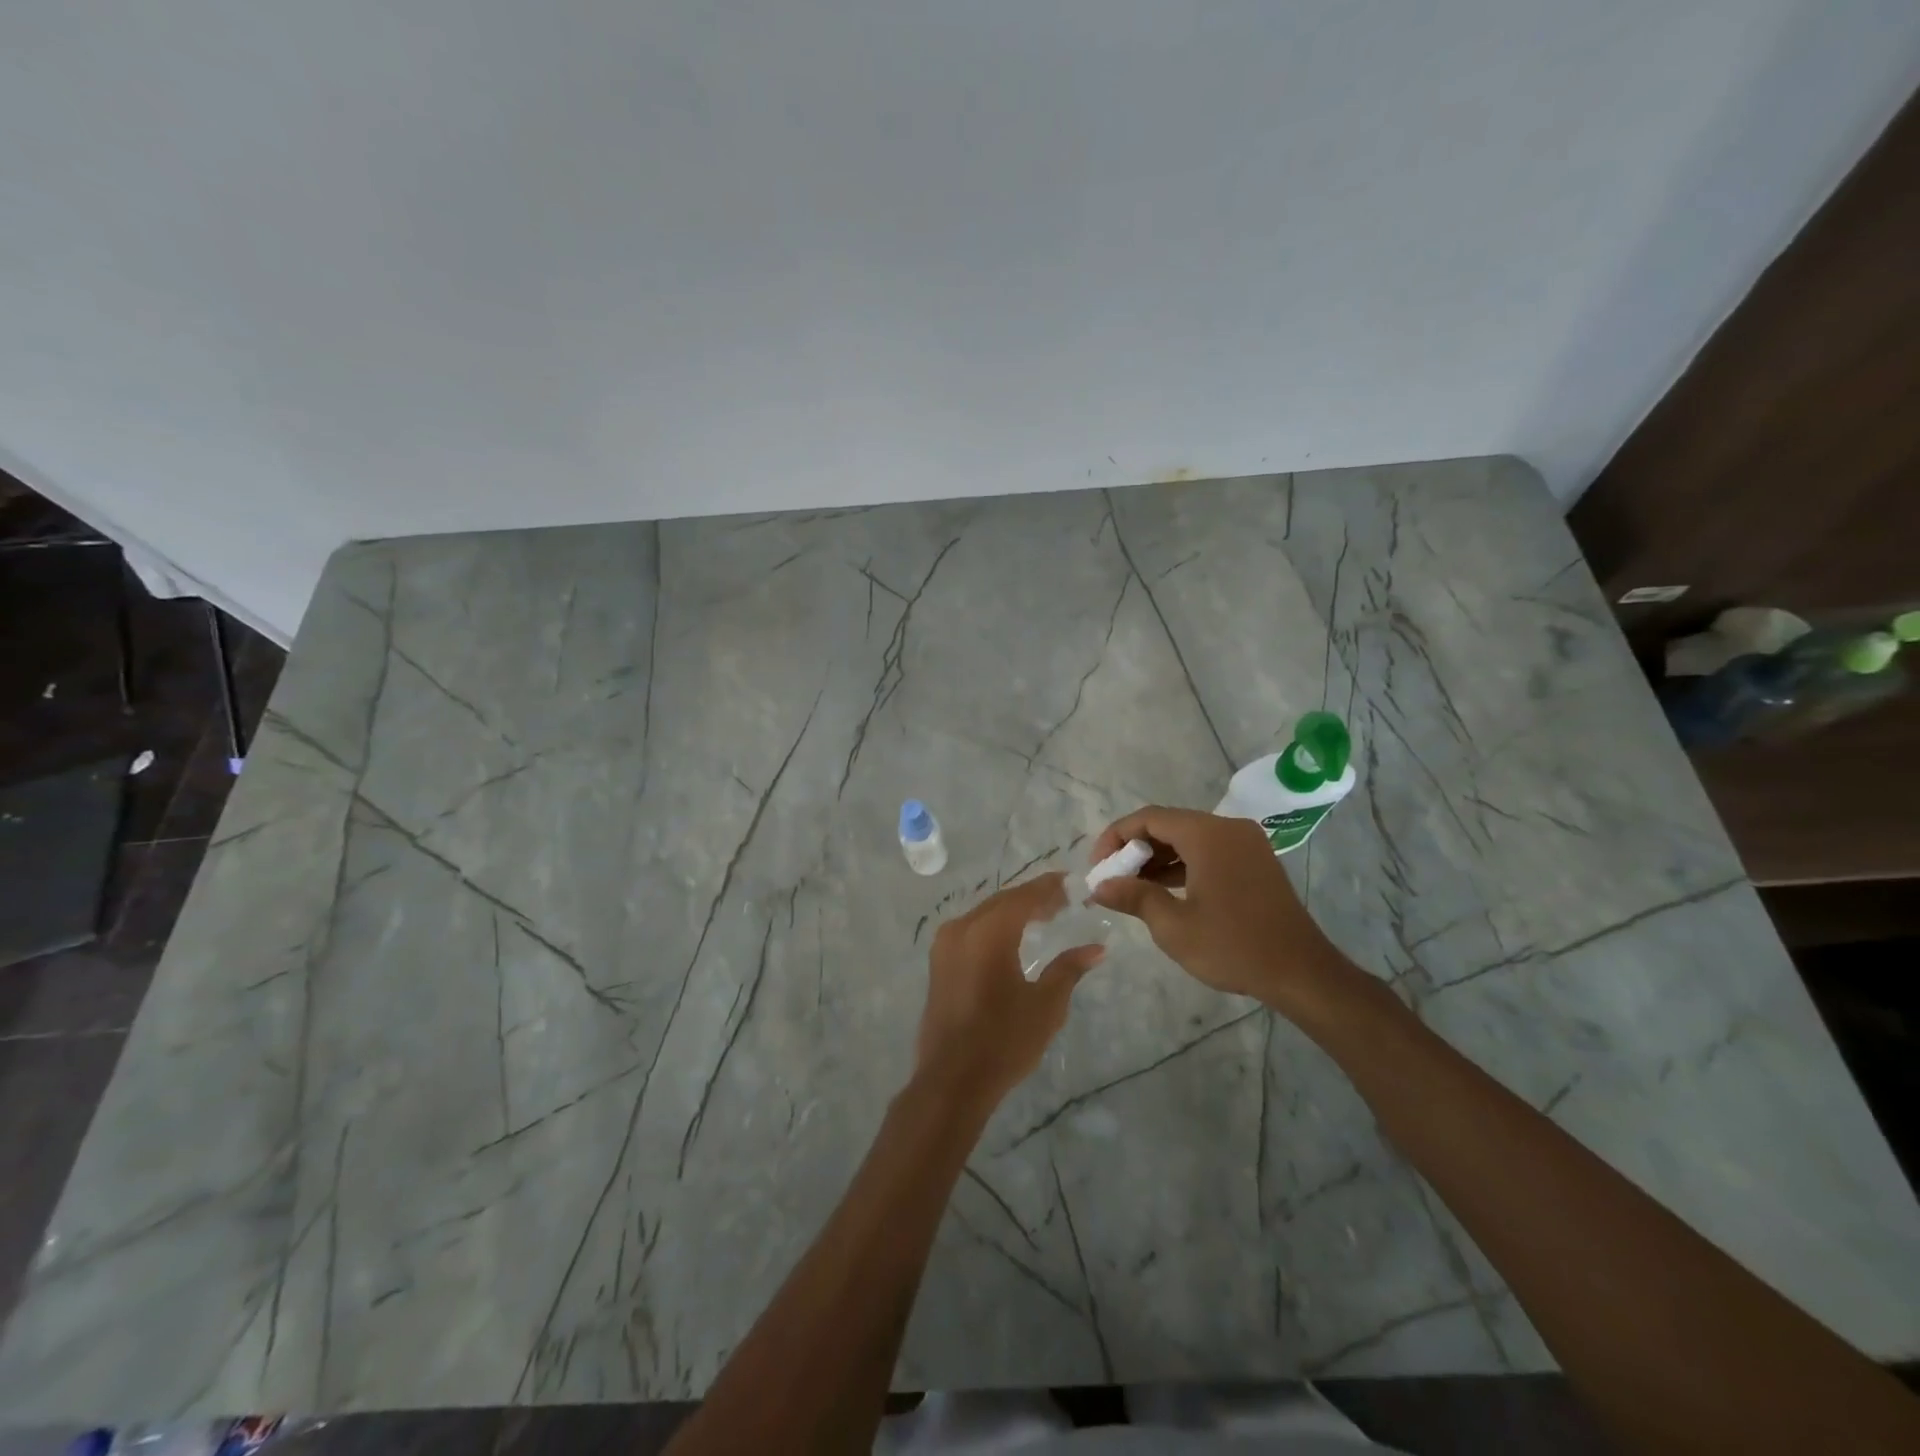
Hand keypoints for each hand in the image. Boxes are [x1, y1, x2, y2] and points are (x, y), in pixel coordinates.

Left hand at [915, 873, 1103, 1111]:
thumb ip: (1069, 969)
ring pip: (985, 913)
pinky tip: (1014, 939)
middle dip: (1033, 898)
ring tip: (1044, 918)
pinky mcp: (939, 961)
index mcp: (989, 932)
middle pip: (1003, 901)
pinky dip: (995, 927)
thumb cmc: (1003, 1041)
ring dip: (1014, 912)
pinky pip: (972, 929)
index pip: (1025, 896)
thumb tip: (1097, 948)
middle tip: (1064, 903)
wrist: (951, 1080)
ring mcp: (946, 943)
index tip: (1073, 884)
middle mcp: (963, 927)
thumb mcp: (1046, 1005)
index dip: (1049, 887)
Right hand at [1089, 806, 1352, 1019]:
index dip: (1116, 837)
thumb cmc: (1233, 946)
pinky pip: (1208, 851)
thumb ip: (1134, 897)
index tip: (1098, 866)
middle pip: (1168, 824)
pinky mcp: (1255, 862)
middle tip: (1112, 878)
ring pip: (1188, 838)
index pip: (1149, 818)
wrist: (1302, 973)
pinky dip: (1182, 865)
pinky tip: (1163, 890)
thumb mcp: (1173, 926)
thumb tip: (1100, 887)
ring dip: (1157, 858)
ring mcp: (1246, 844)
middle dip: (1135, 849)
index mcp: (1208, 834)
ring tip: (1131, 888)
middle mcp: (1228, 828)